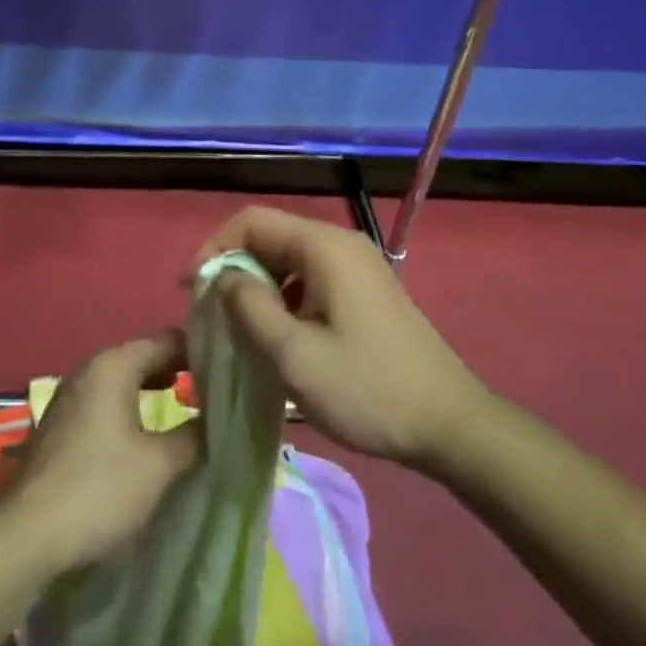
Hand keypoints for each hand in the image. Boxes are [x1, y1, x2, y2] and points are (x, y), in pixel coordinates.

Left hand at [7, 331, 201, 569]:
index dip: (198, 353)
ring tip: (182, 414)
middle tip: (209, 395)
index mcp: (114, 364)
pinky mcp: (60, 424)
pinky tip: (143, 438)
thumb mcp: (159, 465)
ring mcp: (70, 395)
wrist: (28, 534)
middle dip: (176, 372)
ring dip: (152, 393)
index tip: (224, 375)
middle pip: (143, 356)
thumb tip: (215, 421)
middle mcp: (90, 368)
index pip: (166, 339)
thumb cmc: (99, 488)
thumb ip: (193, 435)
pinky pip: (105, 402)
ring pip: (122, 381)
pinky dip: (129, 409)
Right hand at [197, 206, 486, 470]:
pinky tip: (281, 337)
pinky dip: (287, 298)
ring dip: (260, 286)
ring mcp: (358, 265)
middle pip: (272, 236)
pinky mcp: (367, 290)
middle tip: (213, 314)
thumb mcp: (295, 355)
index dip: (215, 247)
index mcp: (323, 246)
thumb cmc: (367, 389)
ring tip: (241, 330)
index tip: (194, 290)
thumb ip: (251, 307)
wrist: (450, 425)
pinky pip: (313, 278)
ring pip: (291, 260)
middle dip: (236, 268)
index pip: (253, 220)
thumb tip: (225, 277)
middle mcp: (341, 243)